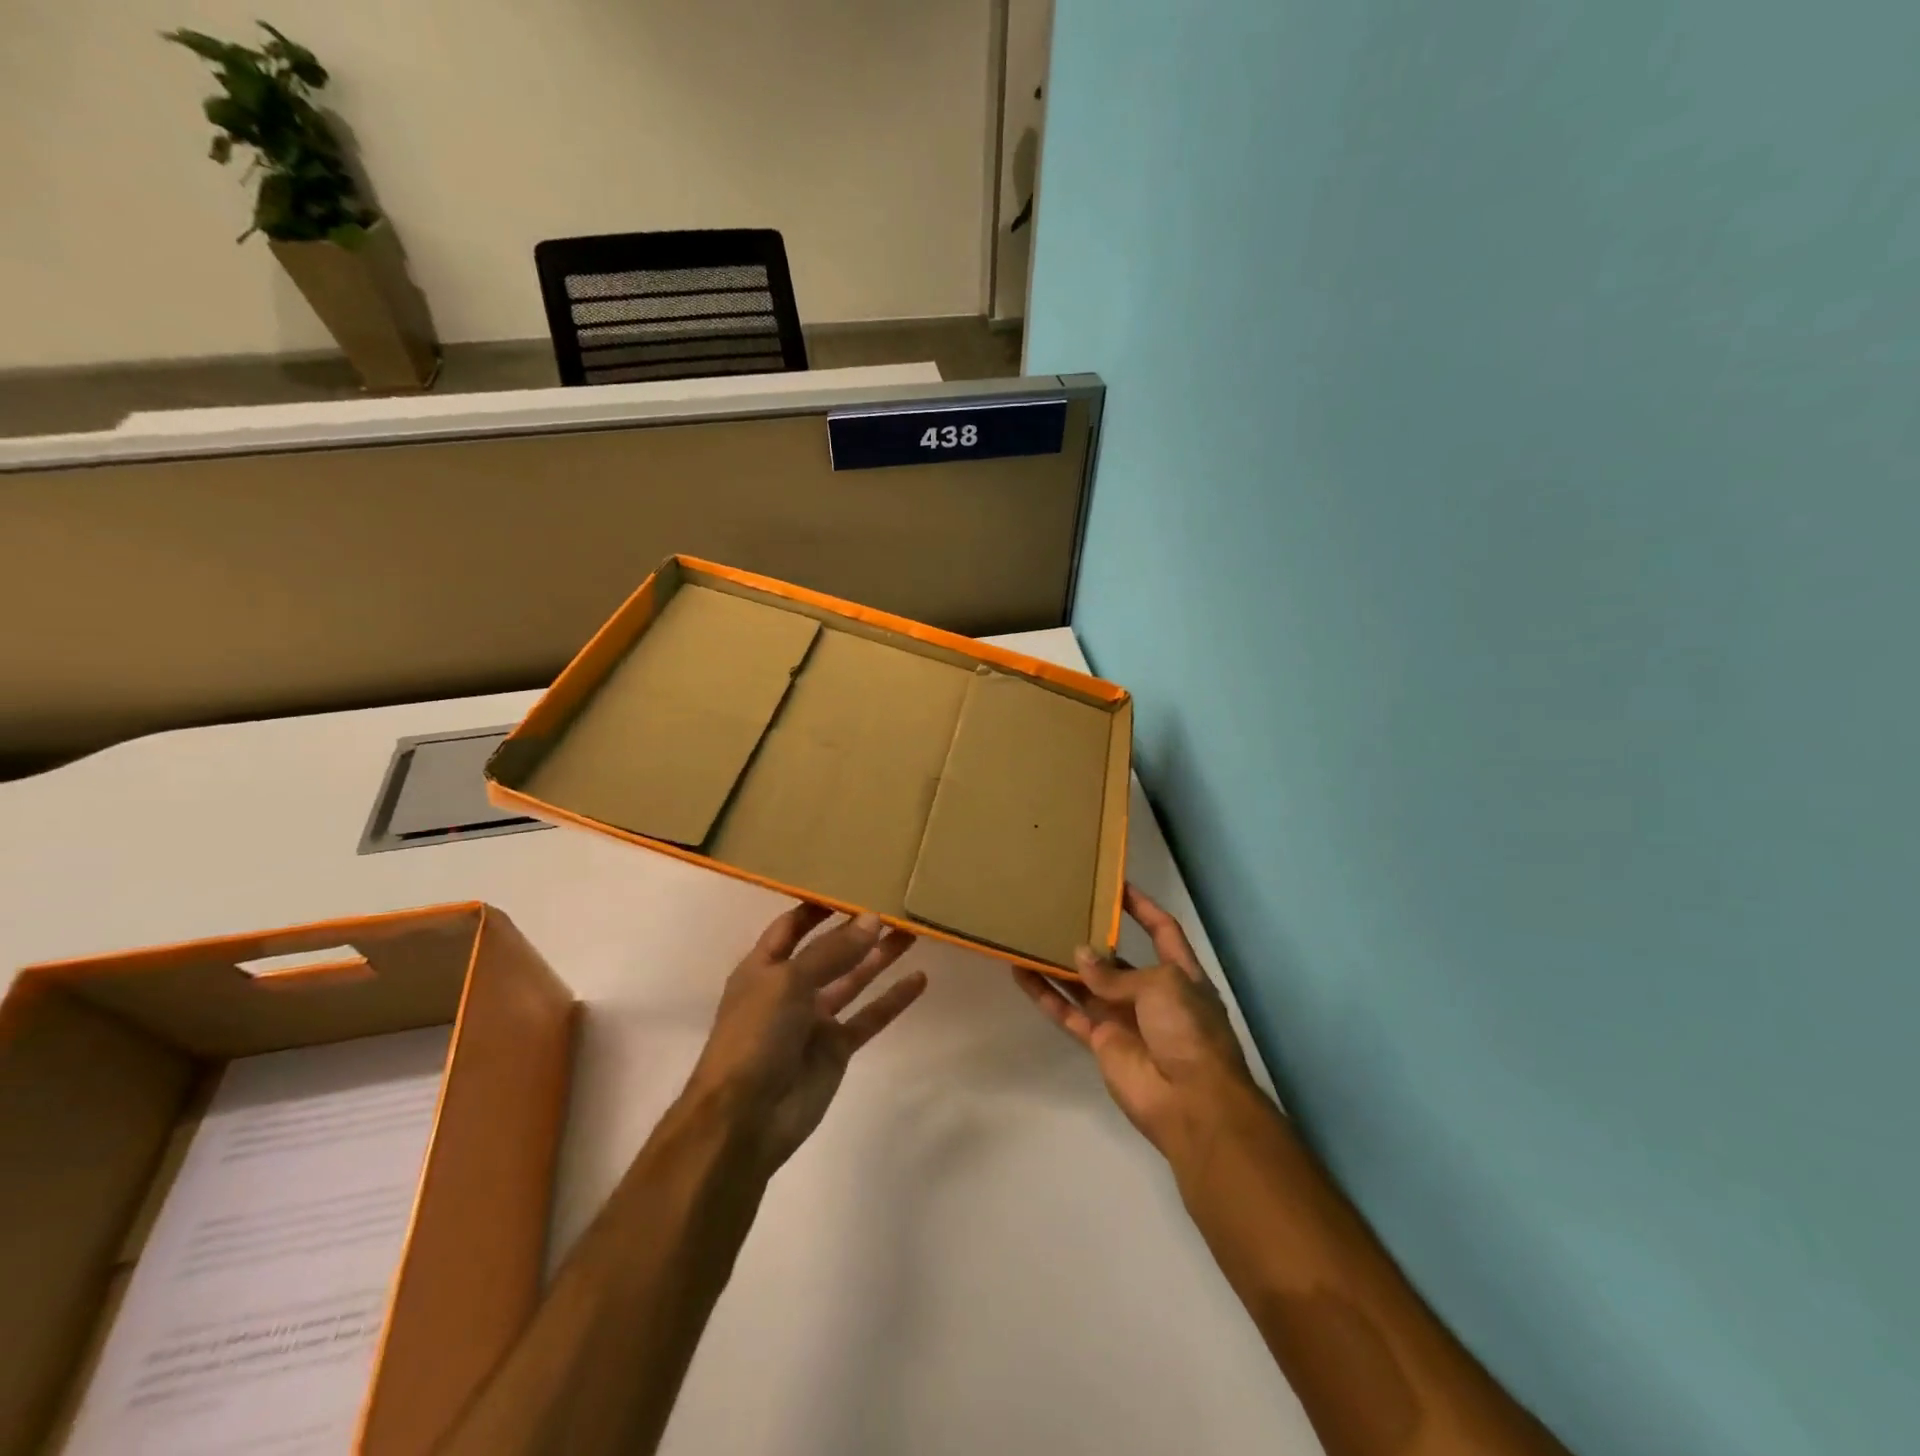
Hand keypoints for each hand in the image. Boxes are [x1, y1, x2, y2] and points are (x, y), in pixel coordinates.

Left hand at [683, 904, 925, 1174]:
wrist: (744, 1120)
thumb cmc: (754, 1036)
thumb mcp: (788, 982)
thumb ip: (832, 951)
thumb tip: (872, 919)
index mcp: (763, 967)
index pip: (791, 926)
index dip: (816, 906)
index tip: (850, 884)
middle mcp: (789, 988)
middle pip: (829, 950)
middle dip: (857, 929)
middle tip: (894, 905)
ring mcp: (814, 1020)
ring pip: (853, 979)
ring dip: (880, 957)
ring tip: (912, 932)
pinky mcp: (836, 1049)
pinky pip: (869, 1016)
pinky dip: (893, 999)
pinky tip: (919, 979)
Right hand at [1012, 884, 1262, 1165]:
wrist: (1190, 1101)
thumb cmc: (1187, 1030)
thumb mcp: (1162, 985)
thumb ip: (1116, 973)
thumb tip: (1079, 957)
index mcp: (1179, 974)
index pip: (1162, 930)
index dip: (1142, 908)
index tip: (1116, 884)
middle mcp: (1151, 993)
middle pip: (1117, 958)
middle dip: (1093, 937)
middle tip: (1061, 910)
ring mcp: (1123, 1019)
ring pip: (1085, 984)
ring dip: (1060, 963)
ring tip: (1032, 935)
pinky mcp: (1100, 1042)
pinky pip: (1068, 1013)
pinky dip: (1045, 994)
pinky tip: (1021, 972)